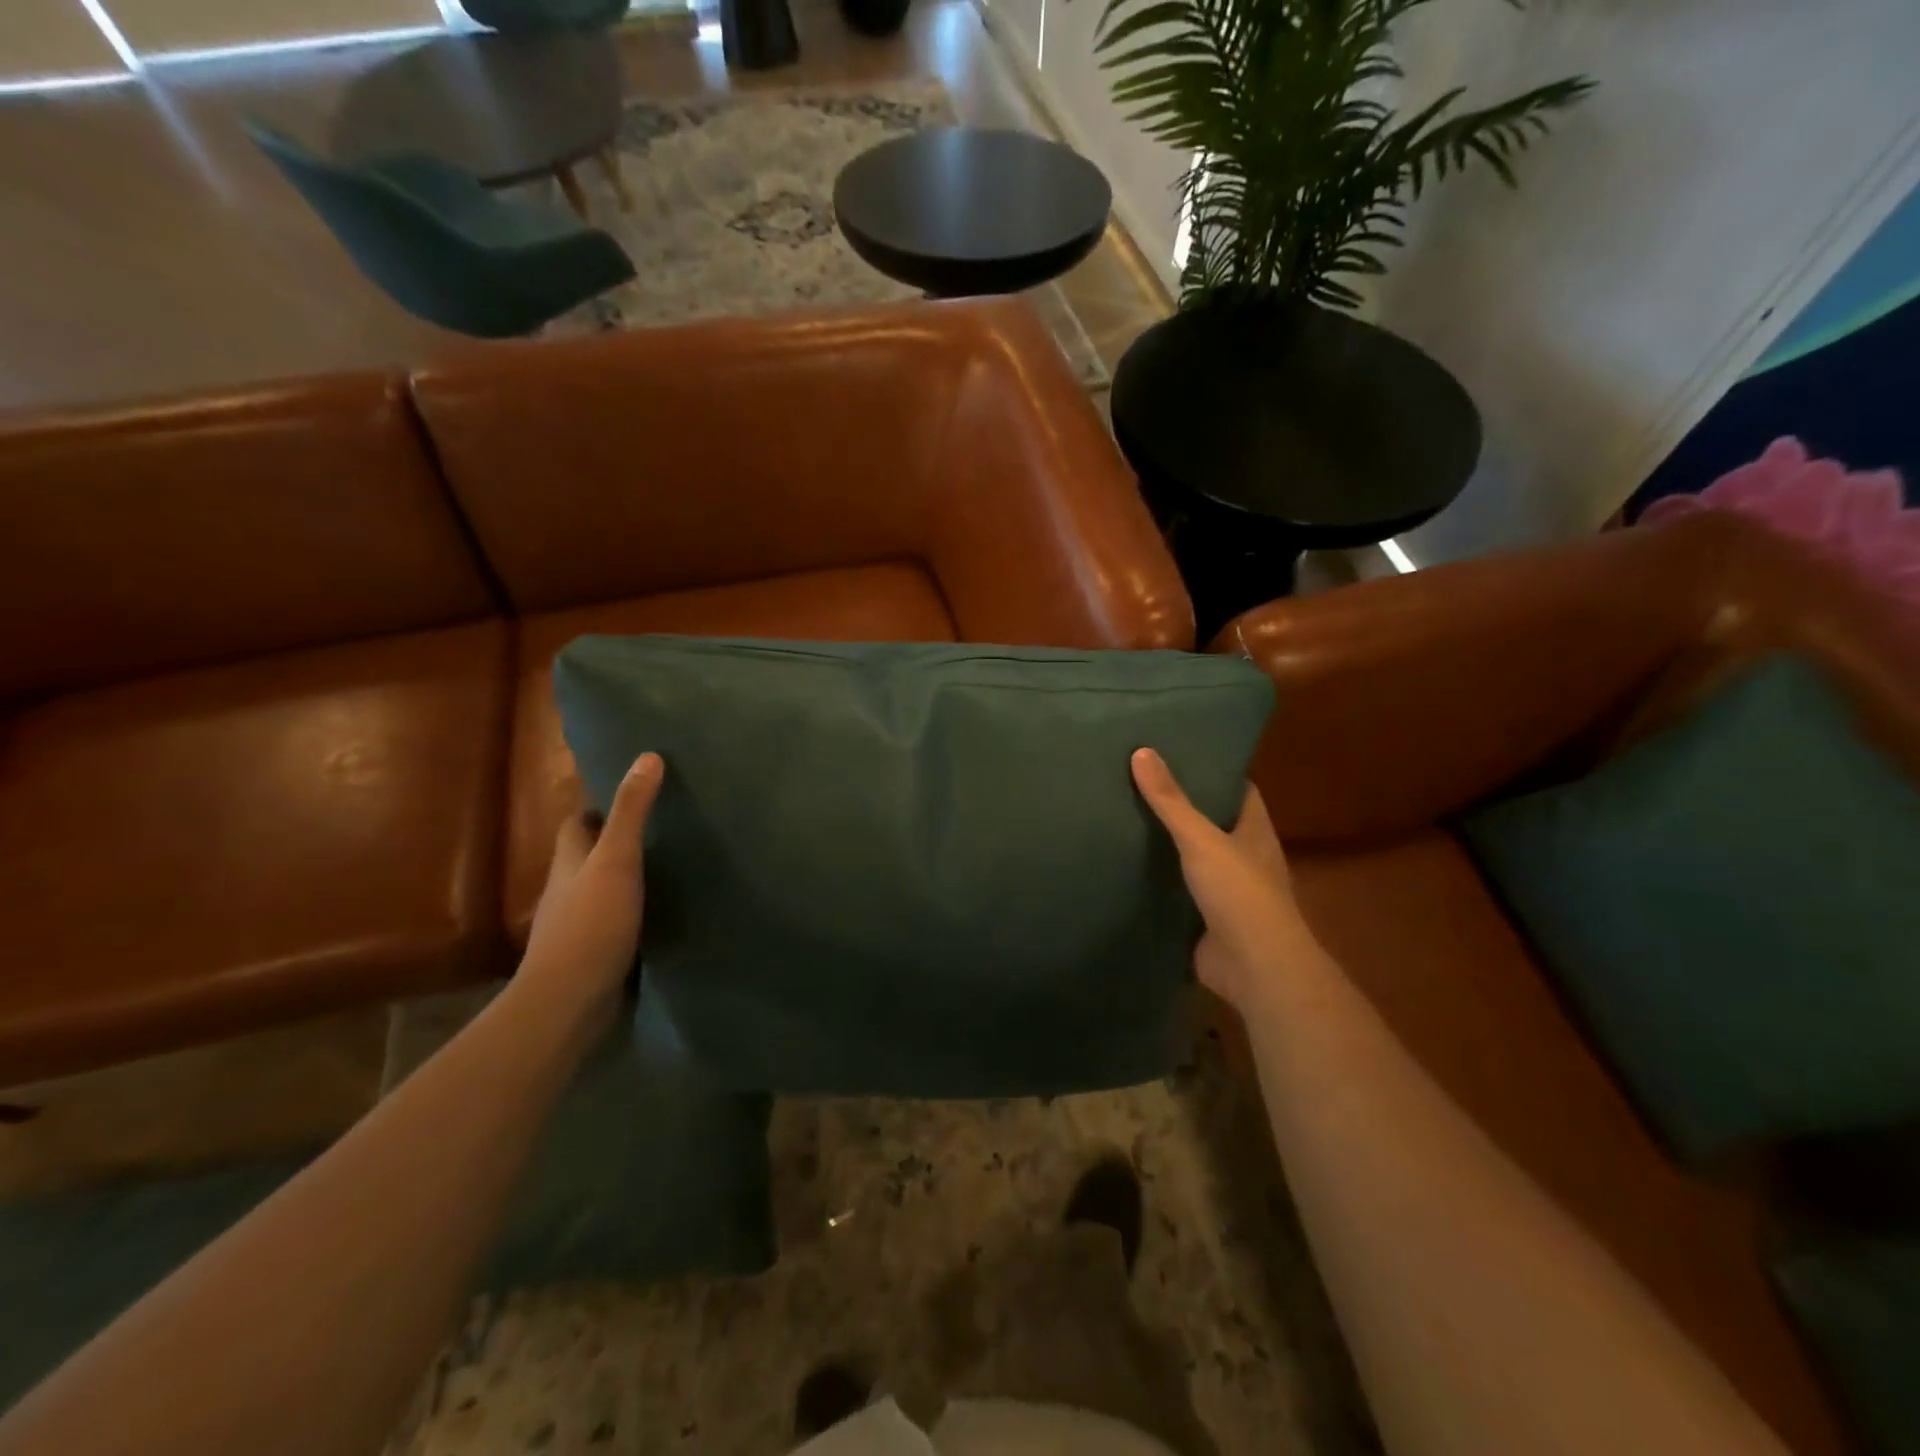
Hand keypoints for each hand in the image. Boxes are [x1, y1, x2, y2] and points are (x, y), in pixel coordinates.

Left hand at [521, 752, 664, 1015]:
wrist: (569, 1001)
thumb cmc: (591, 923)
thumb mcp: (616, 860)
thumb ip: (631, 812)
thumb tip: (647, 756)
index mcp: (570, 862)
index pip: (577, 825)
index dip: (597, 809)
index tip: (631, 798)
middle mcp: (568, 890)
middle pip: (587, 857)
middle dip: (615, 843)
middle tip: (661, 832)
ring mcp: (577, 926)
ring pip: (601, 891)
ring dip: (625, 881)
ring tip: (668, 870)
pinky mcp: (593, 955)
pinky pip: (613, 924)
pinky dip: (632, 915)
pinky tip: (659, 915)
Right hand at [1132, 747, 1321, 1014]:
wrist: (1253, 967)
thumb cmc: (1239, 893)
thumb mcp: (1201, 839)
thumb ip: (1171, 801)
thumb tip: (1142, 751)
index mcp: (1255, 832)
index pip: (1239, 790)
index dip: (1215, 771)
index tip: (1181, 753)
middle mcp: (1245, 858)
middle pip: (1214, 823)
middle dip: (1183, 807)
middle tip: (1141, 783)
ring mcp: (1227, 891)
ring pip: (1195, 859)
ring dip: (1169, 846)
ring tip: (1126, 818)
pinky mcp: (1207, 919)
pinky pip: (1179, 892)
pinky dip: (1159, 882)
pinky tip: (1128, 868)